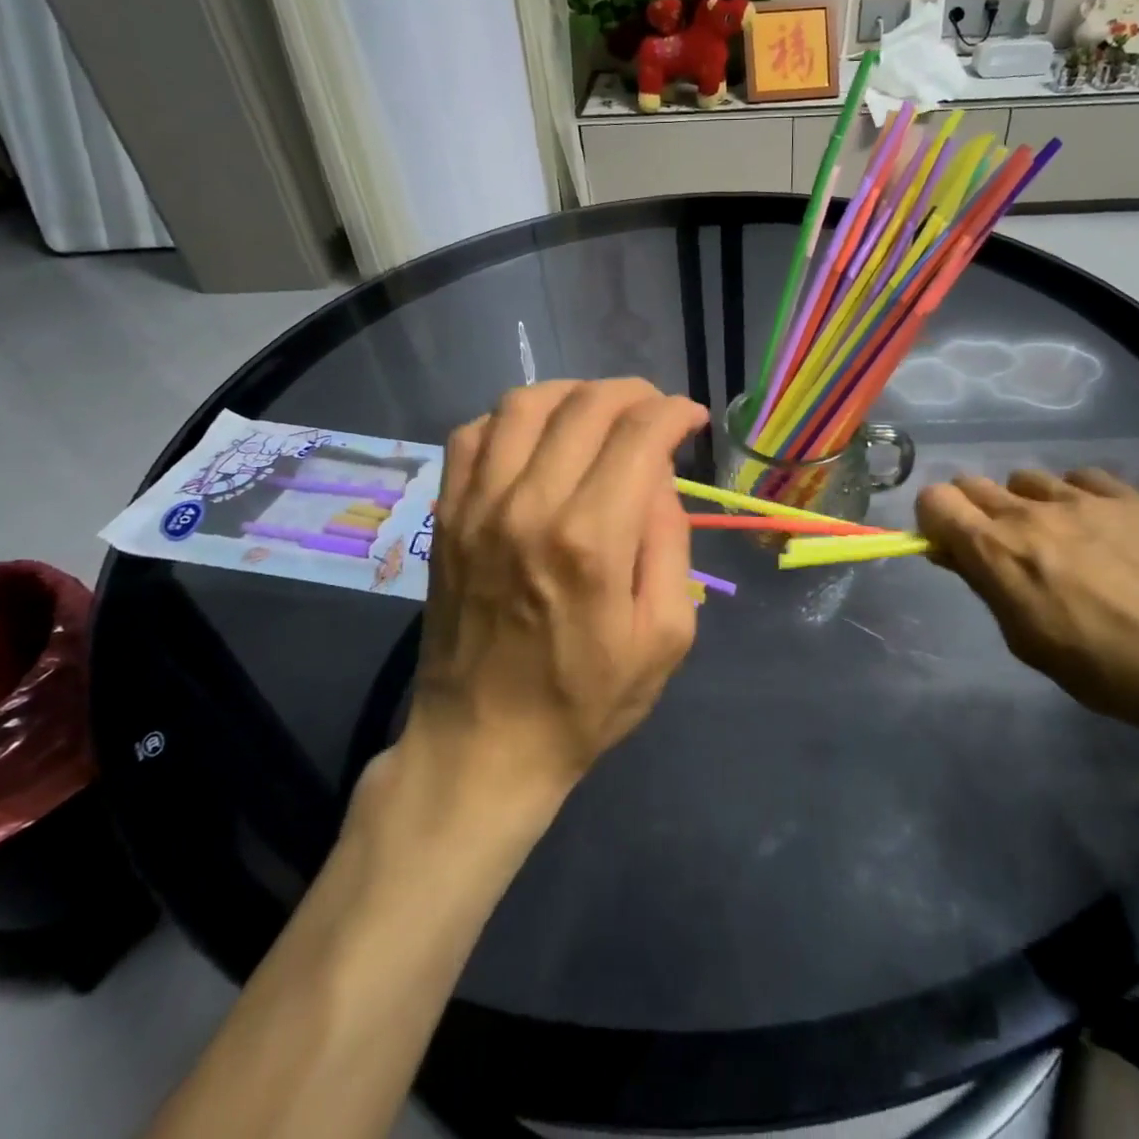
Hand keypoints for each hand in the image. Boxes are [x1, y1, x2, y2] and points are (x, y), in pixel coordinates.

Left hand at [405, 379, 708, 798]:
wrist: (483, 746)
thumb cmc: (586, 700)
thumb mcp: (665, 636)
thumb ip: (670, 543)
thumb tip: (657, 477)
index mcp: (592, 539)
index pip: (639, 435)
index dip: (674, 413)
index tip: (691, 419)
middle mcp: (530, 506)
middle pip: (585, 407)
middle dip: (633, 394)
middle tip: (655, 411)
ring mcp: (478, 507)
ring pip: (524, 404)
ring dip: (573, 393)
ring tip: (599, 412)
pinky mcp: (447, 517)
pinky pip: (472, 434)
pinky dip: (511, 417)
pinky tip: (537, 437)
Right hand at [915, 469, 1138, 749]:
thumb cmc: (1109, 672)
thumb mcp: (1028, 642)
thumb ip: (987, 587)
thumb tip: (958, 554)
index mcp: (997, 551)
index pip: (935, 501)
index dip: (933, 520)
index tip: (950, 547)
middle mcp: (1030, 513)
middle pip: (972, 483)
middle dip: (972, 511)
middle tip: (999, 548)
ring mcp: (1081, 498)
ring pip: (1024, 479)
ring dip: (1023, 504)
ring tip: (1055, 538)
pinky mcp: (1127, 496)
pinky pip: (1079, 478)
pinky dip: (1072, 496)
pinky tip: (1096, 527)